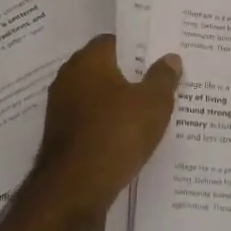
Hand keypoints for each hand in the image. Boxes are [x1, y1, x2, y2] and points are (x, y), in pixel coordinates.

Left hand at [32, 35, 181, 221]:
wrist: (74, 189)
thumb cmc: (116, 133)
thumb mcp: (153, 103)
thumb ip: (163, 78)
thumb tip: (170, 58)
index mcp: (88, 60)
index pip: (113, 41)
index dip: (136, 47)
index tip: (158, 57)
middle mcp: (69, 78)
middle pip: (104, 69)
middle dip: (129, 76)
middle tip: (159, 83)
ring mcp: (60, 109)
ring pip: (97, 98)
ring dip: (117, 104)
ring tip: (148, 113)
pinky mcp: (60, 137)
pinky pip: (90, 122)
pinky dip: (106, 126)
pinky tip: (128, 138)